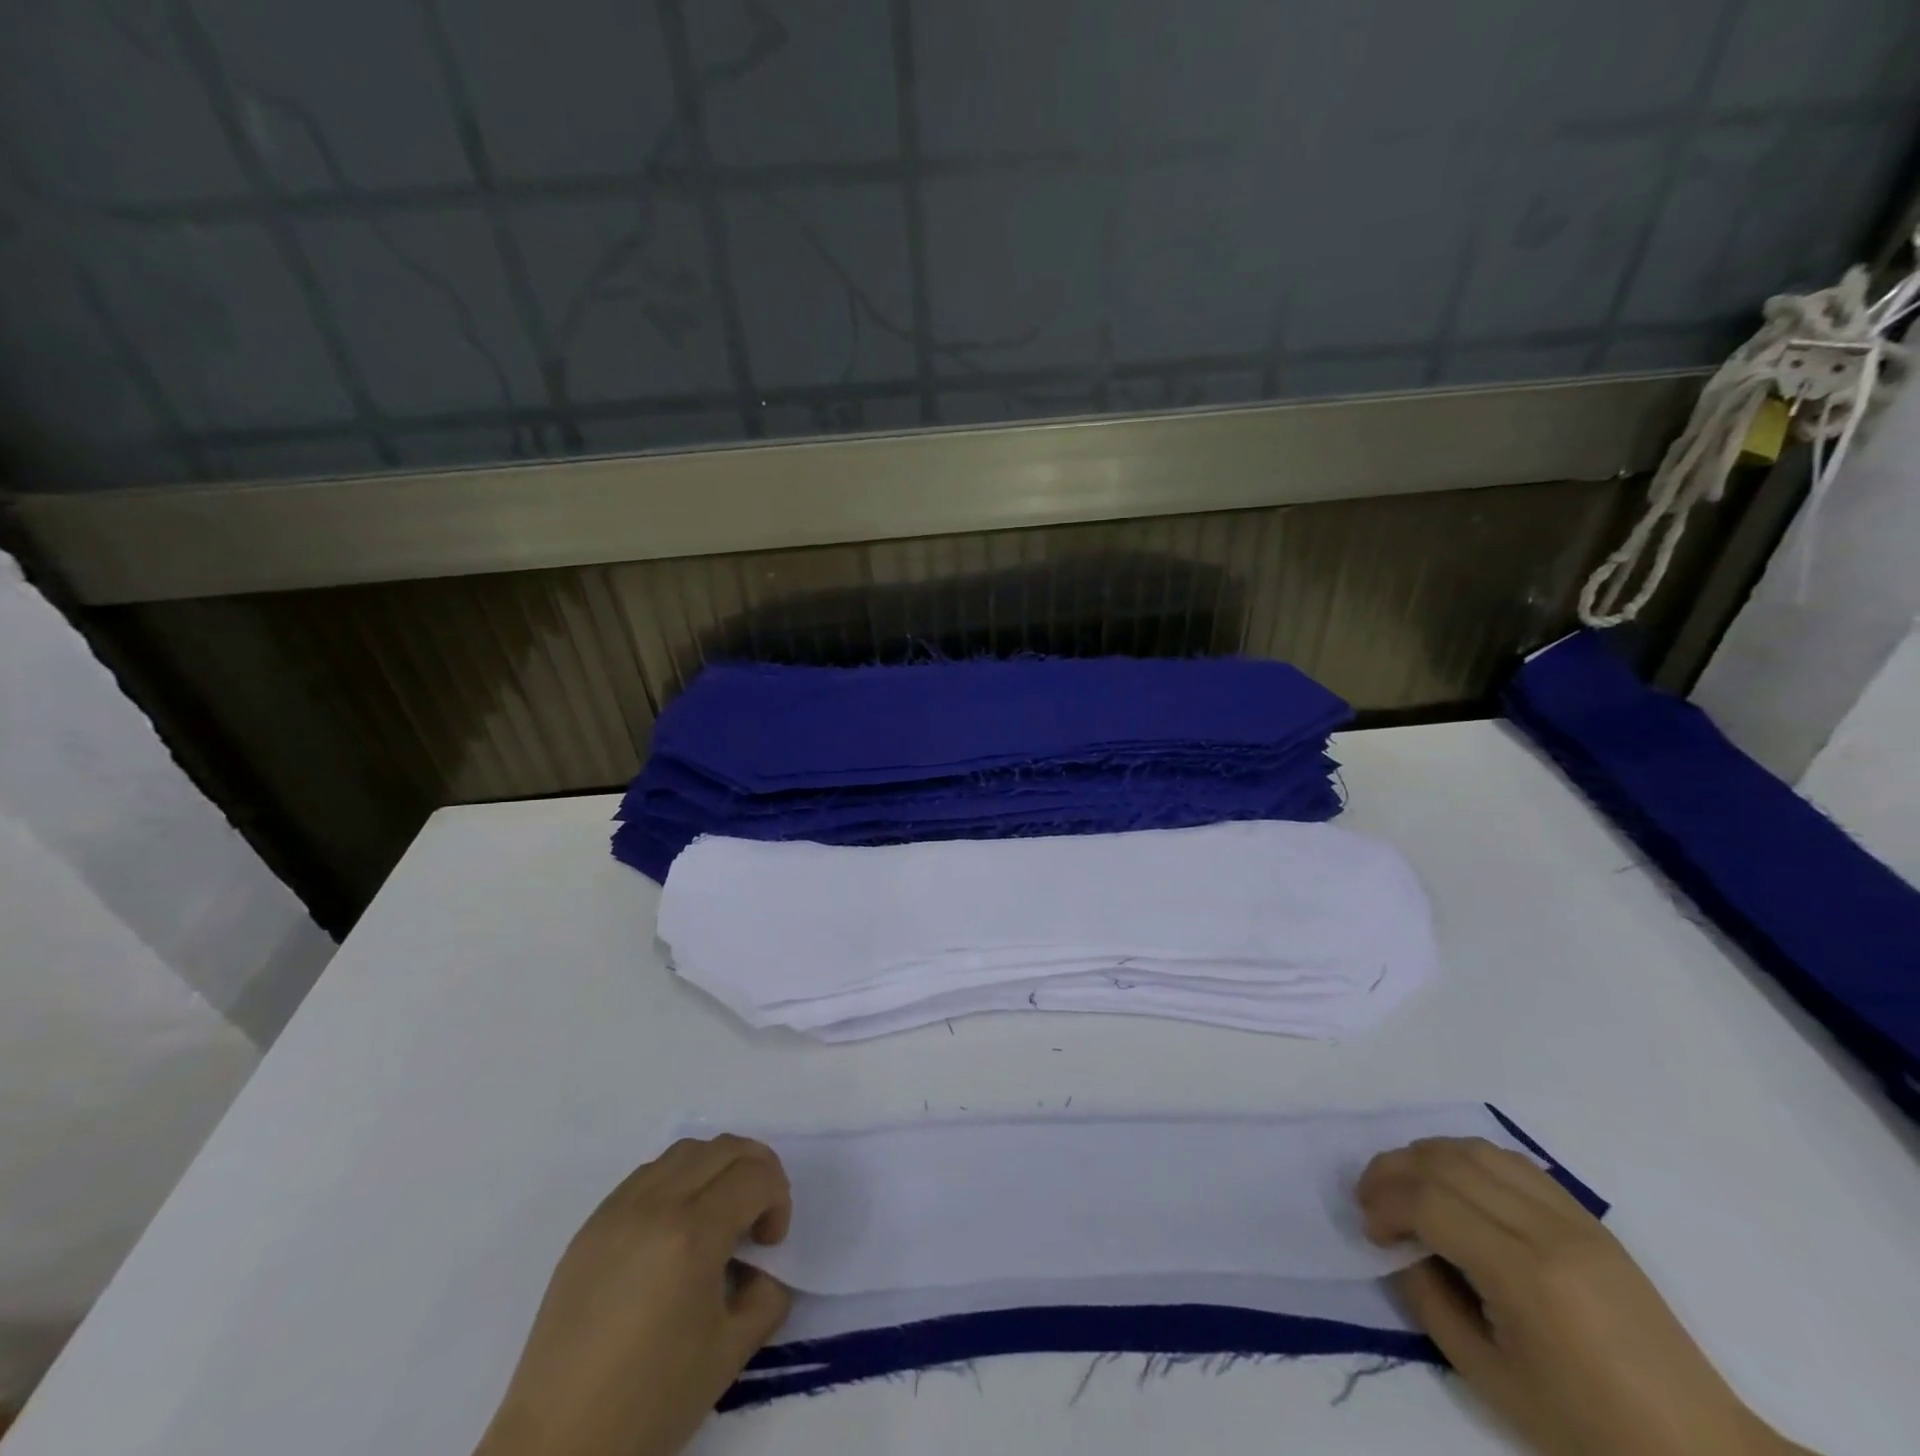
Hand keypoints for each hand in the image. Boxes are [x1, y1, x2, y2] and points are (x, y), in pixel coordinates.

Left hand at [475, 1135, 792, 1455]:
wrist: (555, 1447)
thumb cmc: (648, 1404)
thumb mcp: (730, 1354)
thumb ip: (767, 1295)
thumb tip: (764, 1267)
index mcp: (693, 1234)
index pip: (756, 1175)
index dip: (778, 1200)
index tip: (770, 1245)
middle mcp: (656, 1205)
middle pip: (725, 1147)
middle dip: (756, 1172)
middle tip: (756, 1220)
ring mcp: (618, 1209)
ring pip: (686, 1150)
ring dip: (716, 1169)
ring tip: (717, 1218)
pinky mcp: (592, 1224)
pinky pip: (648, 1173)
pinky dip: (678, 1181)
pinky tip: (675, 1230)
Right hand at [1357, 1138, 1809, 1455]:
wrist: (1701, 1454)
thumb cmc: (1590, 1429)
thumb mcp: (1491, 1379)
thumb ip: (1430, 1302)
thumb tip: (1401, 1249)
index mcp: (1526, 1276)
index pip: (1429, 1203)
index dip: (1384, 1205)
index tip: (1371, 1233)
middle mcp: (1547, 1230)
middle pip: (1444, 1163)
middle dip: (1391, 1172)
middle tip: (1371, 1201)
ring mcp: (1573, 1218)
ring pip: (1475, 1150)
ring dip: (1425, 1157)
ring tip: (1405, 1186)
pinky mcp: (1588, 1218)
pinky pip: (1512, 1162)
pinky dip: (1467, 1159)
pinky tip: (1455, 1186)